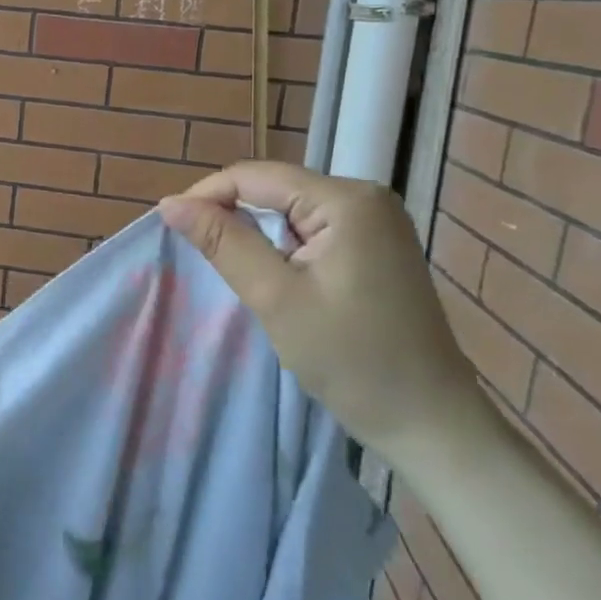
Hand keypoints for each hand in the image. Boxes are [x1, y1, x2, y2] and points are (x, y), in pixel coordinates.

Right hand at [159, 161, 485, 464]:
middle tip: (198, 254)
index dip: (207, 195)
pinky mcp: (376, 245)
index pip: (256, 176)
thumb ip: (223, 242)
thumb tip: (170, 204)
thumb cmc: (352, 360)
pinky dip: (282, 247)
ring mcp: (376, 221)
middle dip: (232, 215)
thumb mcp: (275, 298)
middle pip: (275, 188)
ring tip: (233, 268)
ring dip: (256, 233)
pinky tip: (274, 276)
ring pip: (290, 210)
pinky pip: (312, 229)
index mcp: (346, 200)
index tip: (170, 226)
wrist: (430, 423)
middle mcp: (365, 196)